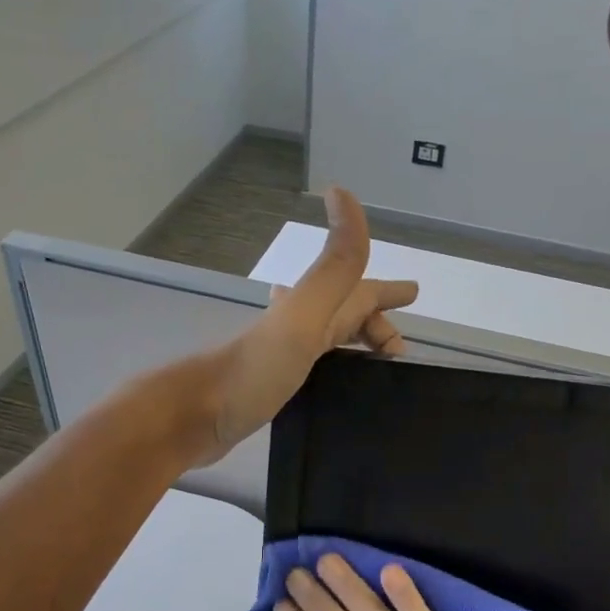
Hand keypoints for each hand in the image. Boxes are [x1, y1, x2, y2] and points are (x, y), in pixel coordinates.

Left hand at [199, 188, 417, 463]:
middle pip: (346, 315)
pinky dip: (332, 366)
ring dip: (354, 342)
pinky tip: (332, 381)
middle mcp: (297, 326)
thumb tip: (343, 193)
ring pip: (330, 341)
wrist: (195, 417)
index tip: (414, 293)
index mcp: (310, 308)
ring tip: (376, 361)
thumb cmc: (255, 370)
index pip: (360, 292)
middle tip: (399, 348)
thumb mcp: (304, 316)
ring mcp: (283, 357)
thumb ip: (333, 267)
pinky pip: (315, 367)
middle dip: (375, 321)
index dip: (387, 291)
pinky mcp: (274, 387)